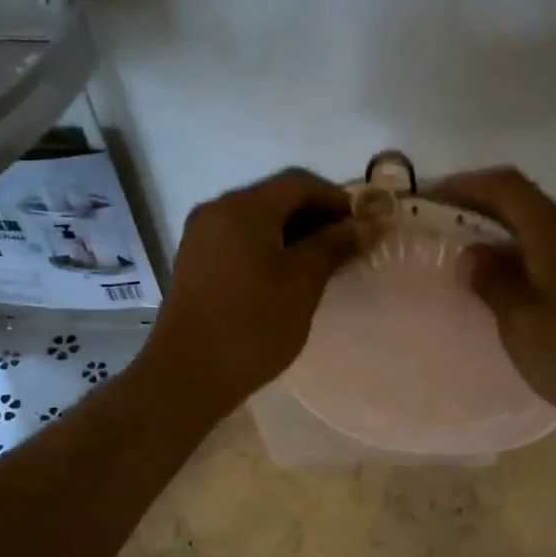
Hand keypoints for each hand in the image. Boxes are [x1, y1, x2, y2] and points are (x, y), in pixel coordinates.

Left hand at [150, 168, 361, 413]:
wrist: (190, 373)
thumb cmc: (254, 324)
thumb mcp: (303, 282)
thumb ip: (334, 245)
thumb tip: (366, 224)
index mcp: (244, 207)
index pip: (299, 183)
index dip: (337, 199)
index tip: (363, 227)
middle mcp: (217, 211)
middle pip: (275, 198)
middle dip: (315, 217)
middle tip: (346, 248)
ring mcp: (201, 238)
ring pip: (256, 222)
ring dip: (292, 235)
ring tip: (321, 266)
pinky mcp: (194, 264)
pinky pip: (239, 242)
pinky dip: (267, 250)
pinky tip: (285, 278)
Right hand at [432, 168, 555, 436]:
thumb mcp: (522, 325)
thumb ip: (493, 282)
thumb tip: (474, 254)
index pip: (505, 186)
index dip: (464, 185)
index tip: (430, 198)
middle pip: (525, 202)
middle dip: (481, 209)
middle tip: (443, 231)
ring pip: (544, 227)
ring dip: (506, 235)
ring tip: (472, 260)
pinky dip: (530, 254)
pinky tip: (513, 283)